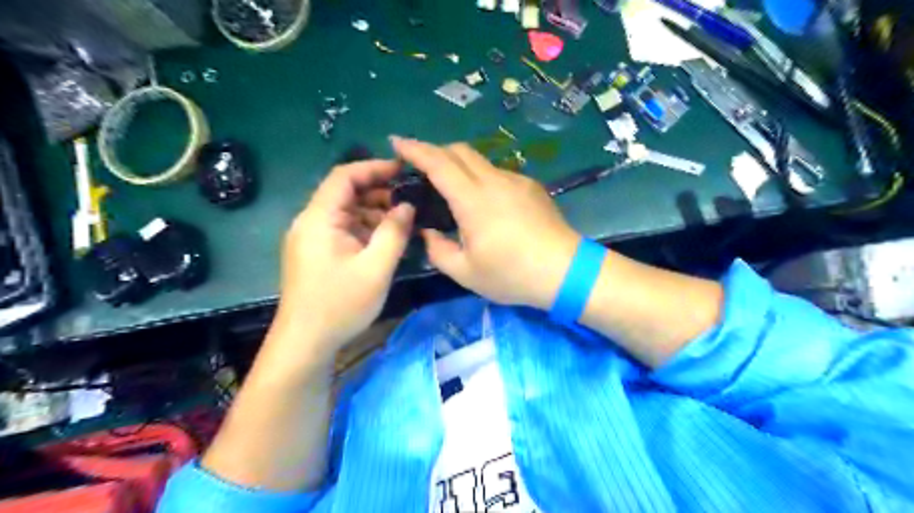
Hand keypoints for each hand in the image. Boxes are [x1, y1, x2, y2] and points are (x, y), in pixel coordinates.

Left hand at [268, 158, 416, 366]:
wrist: (305, 343)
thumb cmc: (340, 304)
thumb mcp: (376, 268)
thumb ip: (394, 232)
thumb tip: (407, 206)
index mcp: (319, 219)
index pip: (344, 176)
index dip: (374, 167)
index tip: (403, 170)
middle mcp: (310, 222)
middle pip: (344, 193)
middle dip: (378, 193)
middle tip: (409, 200)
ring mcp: (311, 239)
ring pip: (345, 213)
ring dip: (373, 213)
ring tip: (402, 222)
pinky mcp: (315, 254)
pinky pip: (342, 230)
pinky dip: (364, 230)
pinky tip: (385, 241)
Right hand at [391, 137, 576, 309]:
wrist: (565, 271)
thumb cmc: (512, 275)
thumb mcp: (465, 272)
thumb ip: (437, 250)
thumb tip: (428, 233)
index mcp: (473, 200)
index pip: (438, 163)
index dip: (414, 149)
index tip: (396, 142)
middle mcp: (494, 181)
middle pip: (459, 151)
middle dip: (435, 151)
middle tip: (420, 167)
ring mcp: (515, 180)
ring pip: (480, 160)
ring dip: (459, 165)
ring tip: (452, 188)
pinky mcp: (531, 186)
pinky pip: (498, 173)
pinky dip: (481, 178)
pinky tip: (485, 203)